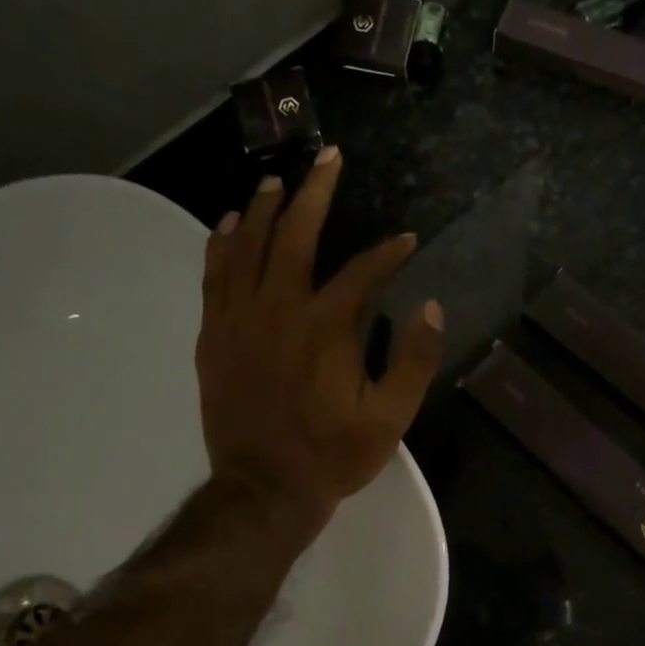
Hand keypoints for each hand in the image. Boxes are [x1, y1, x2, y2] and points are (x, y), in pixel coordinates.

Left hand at [196, 146, 442, 523]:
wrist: (264, 489)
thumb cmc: (332, 455)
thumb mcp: (391, 418)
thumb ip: (414, 361)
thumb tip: (431, 307)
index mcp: (326, 327)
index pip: (363, 271)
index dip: (388, 252)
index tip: (406, 240)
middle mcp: (279, 309)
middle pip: (296, 235)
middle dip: (317, 192)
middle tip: (328, 157)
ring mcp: (239, 319)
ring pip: (248, 246)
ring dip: (265, 209)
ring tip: (278, 182)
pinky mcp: (213, 336)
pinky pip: (214, 277)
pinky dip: (221, 245)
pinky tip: (228, 224)